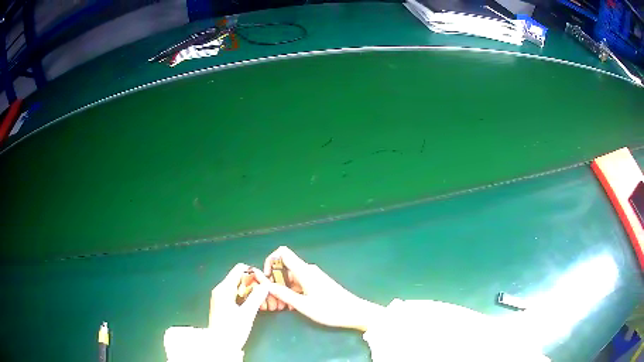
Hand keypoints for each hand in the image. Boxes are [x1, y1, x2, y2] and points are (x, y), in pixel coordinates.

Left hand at [208, 263, 268, 350]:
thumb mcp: (247, 314)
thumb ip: (256, 297)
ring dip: (251, 291)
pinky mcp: (223, 304)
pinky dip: (246, 297)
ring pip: (239, 287)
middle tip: (266, 293)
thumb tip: (266, 285)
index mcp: (224, 288)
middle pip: (239, 277)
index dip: (253, 273)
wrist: (220, 346)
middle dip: (254, 283)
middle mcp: (221, 289)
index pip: (239, 269)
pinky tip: (254, 305)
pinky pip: (236, 294)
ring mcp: (221, 297)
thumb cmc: (232, 329)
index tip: (265, 282)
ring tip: (263, 299)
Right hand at [255, 246, 383, 330]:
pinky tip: (291, 306)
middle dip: (274, 280)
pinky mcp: (317, 284)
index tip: (266, 277)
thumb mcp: (303, 305)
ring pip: (291, 277)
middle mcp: (308, 270)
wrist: (354, 312)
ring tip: (280, 306)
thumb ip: (283, 294)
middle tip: (271, 298)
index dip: (270, 260)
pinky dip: (292, 292)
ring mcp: (313, 277)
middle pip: (284, 267)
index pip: (283, 252)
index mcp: (304, 271)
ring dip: (283, 288)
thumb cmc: (330, 309)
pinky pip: (299, 284)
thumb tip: (265, 284)